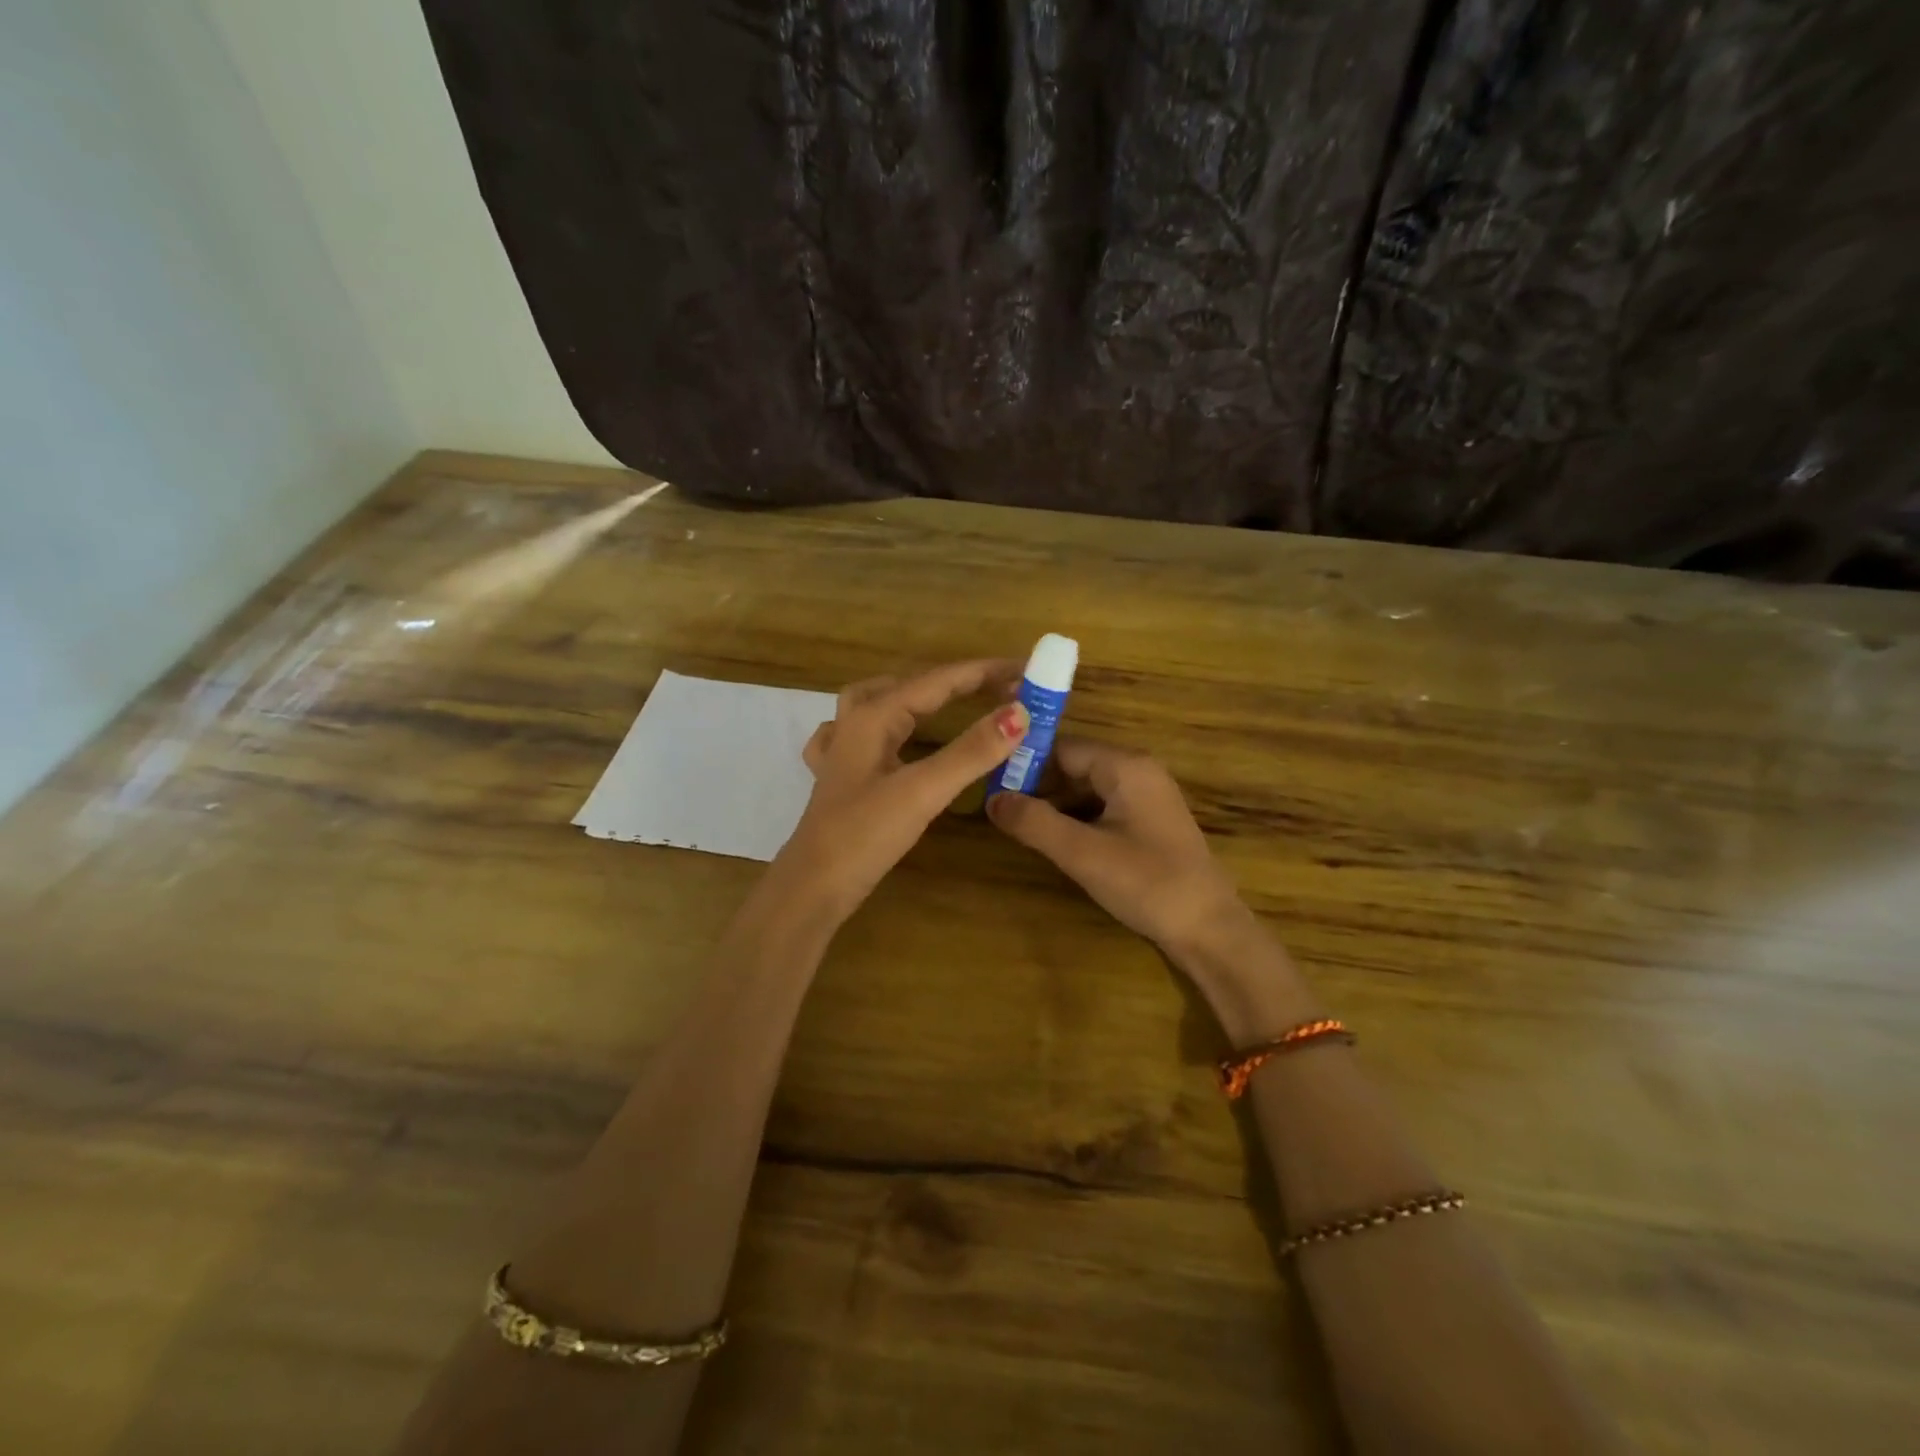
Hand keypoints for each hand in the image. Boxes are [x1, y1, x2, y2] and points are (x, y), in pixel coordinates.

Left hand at [775, 660, 1027, 921]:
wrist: (813, 887)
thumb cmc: (864, 835)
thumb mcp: (922, 791)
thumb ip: (971, 751)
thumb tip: (1019, 713)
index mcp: (873, 717)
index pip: (937, 680)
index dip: (983, 672)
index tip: (1024, 670)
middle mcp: (853, 723)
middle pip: (910, 685)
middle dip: (957, 682)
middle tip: (1000, 688)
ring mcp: (840, 750)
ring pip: (879, 702)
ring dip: (918, 694)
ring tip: (948, 698)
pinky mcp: (838, 778)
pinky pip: (860, 734)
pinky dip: (884, 726)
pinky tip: (887, 739)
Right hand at [986, 738, 1246, 951]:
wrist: (1209, 929)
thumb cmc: (1146, 883)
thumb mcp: (1082, 853)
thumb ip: (1034, 822)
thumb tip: (990, 799)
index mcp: (1125, 766)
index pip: (1062, 747)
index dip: (1024, 763)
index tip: (990, 784)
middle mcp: (1138, 771)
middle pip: (1074, 765)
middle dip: (1037, 786)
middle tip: (998, 810)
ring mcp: (1146, 796)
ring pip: (1086, 788)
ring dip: (1054, 804)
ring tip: (1017, 826)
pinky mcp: (1149, 821)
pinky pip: (1102, 806)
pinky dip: (1076, 818)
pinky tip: (1054, 840)